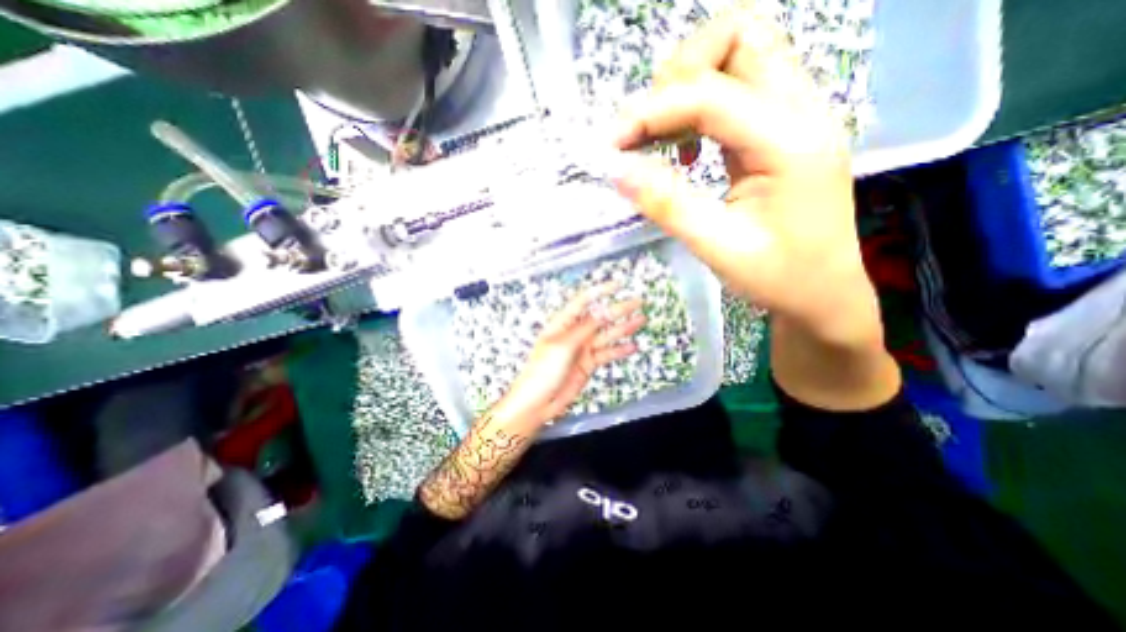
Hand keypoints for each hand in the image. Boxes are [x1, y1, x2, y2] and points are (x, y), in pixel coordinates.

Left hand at [496, 282, 646, 425]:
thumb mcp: (563, 345)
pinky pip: (607, 354)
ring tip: (641, 320)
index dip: (601, 291)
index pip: (584, 301)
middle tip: (638, 302)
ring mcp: (582, 349)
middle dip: (619, 309)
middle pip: (600, 317)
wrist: (538, 402)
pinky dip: (620, 351)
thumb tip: (604, 311)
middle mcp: (574, 333)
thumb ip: (585, 328)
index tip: (619, 284)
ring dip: (624, 328)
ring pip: (607, 335)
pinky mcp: (588, 364)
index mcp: (563, 323)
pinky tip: (632, 346)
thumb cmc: (542, 370)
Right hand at [612, 5, 873, 350]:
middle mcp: (802, 111)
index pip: (710, 95)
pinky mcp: (785, 129)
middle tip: (649, 129)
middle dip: (679, 74)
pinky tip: (688, 147)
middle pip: (740, 36)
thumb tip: (617, 170)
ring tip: (664, 136)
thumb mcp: (718, 248)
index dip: (651, 112)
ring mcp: (797, 115)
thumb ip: (667, 204)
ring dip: (690, 83)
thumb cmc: (779, 278)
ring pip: (741, 52)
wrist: (824, 293)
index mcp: (791, 142)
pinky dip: (701, 104)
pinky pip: (740, 87)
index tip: (612, 144)